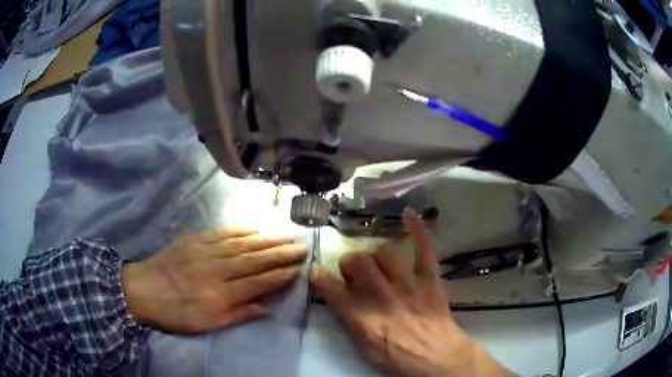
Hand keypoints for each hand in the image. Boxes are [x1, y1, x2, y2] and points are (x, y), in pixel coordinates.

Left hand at [121, 228, 306, 332]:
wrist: (142, 289)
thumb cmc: (176, 313)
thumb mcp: (206, 324)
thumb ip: (238, 315)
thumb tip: (266, 308)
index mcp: (219, 294)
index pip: (257, 282)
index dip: (280, 275)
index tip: (298, 269)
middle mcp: (216, 270)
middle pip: (254, 259)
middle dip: (281, 253)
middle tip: (302, 247)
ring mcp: (204, 251)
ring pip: (241, 244)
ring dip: (266, 239)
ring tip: (286, 235)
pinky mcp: (194, 240)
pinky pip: (221, 232)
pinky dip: (240, 229)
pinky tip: (255, 227)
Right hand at [311, 208, 514, 376]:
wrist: (436, 355)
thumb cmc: (397, 355)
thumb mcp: (363, 347)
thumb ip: (348, 320)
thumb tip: (338, 297)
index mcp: (362, 316)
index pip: (331, 289)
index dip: (319, 277)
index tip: (315, 270)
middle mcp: (382, 296)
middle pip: (356, 261)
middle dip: (350, 263)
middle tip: (356, 273)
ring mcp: (408, 284)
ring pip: (384, 252)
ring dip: (376, 257)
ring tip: (380, 265)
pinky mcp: (429, 277)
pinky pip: (423, 248)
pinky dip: (416, 229)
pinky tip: (408, 214)